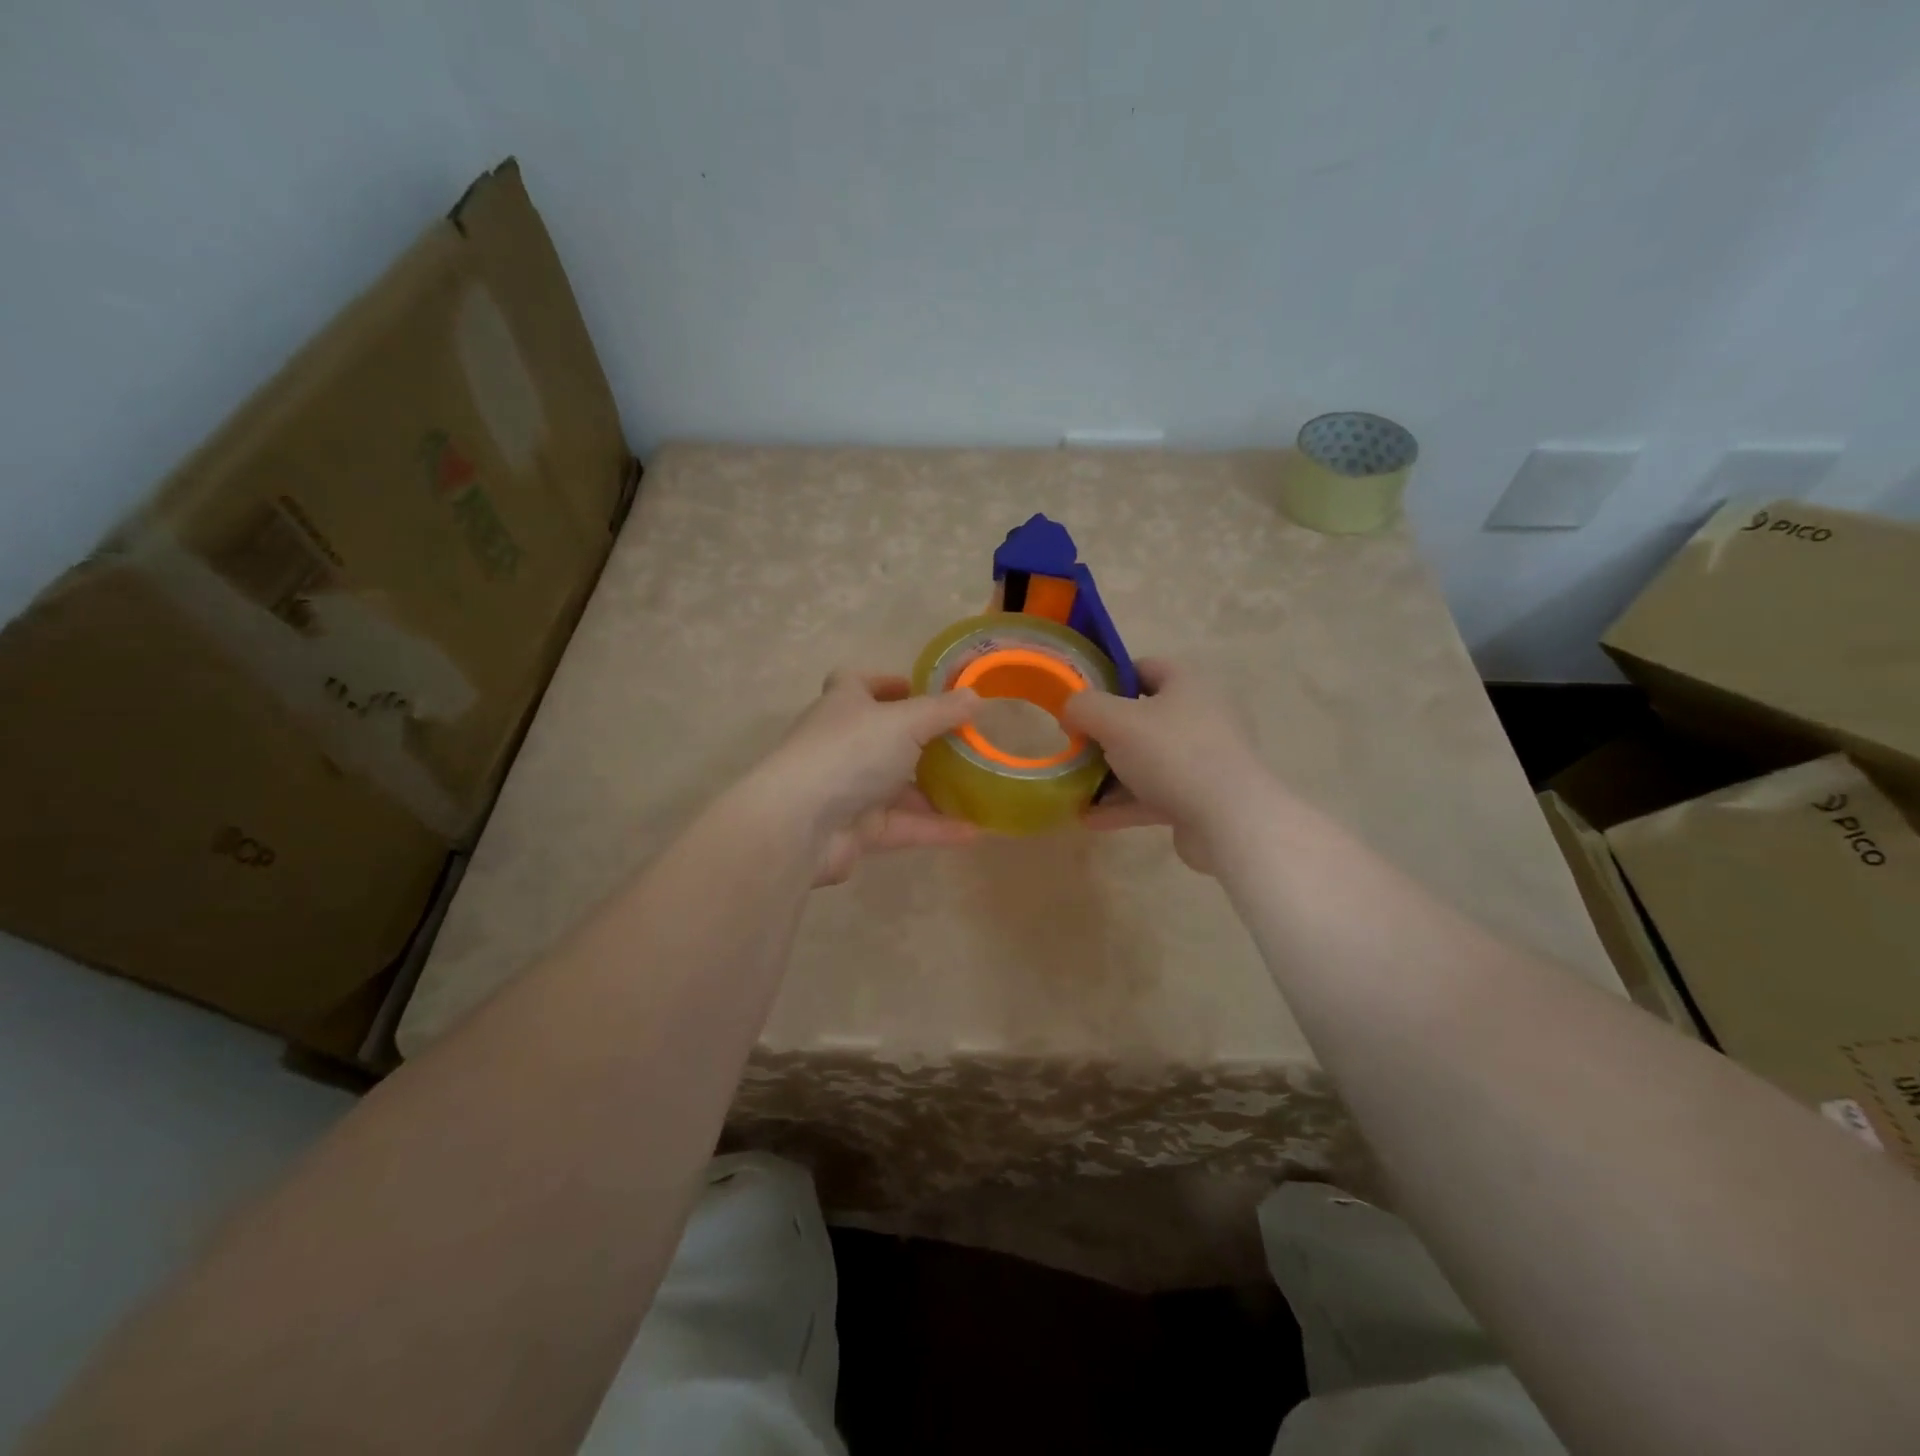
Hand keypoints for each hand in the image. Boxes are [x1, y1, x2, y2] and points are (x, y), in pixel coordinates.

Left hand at [754, 670, 980, 885]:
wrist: (801, 824)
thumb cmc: (850, 753)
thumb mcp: (905, 722)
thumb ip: (943, 710)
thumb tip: (976, 696)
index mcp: (844, 705)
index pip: (858, 683)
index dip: (888, 683)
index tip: (922, 690)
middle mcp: (843, 744)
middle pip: (884, 737)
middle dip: (922, 740)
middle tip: (964, 741)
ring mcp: (848, 789)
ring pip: (898, 786)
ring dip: (935, 788)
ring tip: (979, 787)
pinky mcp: (858, 830)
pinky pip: (903, 824)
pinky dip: (935, 827)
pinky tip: (974, 831)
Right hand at [1061, 659, 1267, 874]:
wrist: (1230, 820)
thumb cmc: (1172, 754)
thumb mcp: (1115, 721)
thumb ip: (1083, 707)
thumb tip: (1071, 712)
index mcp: (1188, 684)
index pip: (1144, 667)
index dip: (1109, 679)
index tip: (1080, 701)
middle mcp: (1201, 715)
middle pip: (1143, 717)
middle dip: (1105, 734)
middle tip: (1076, 746)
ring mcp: (1205, 759)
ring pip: (1148, 760)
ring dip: (1111, 774)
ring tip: (1077, 787)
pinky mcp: (1203, 797)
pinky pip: (1156, 794)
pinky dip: (1125, 803)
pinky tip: (1092, 817)